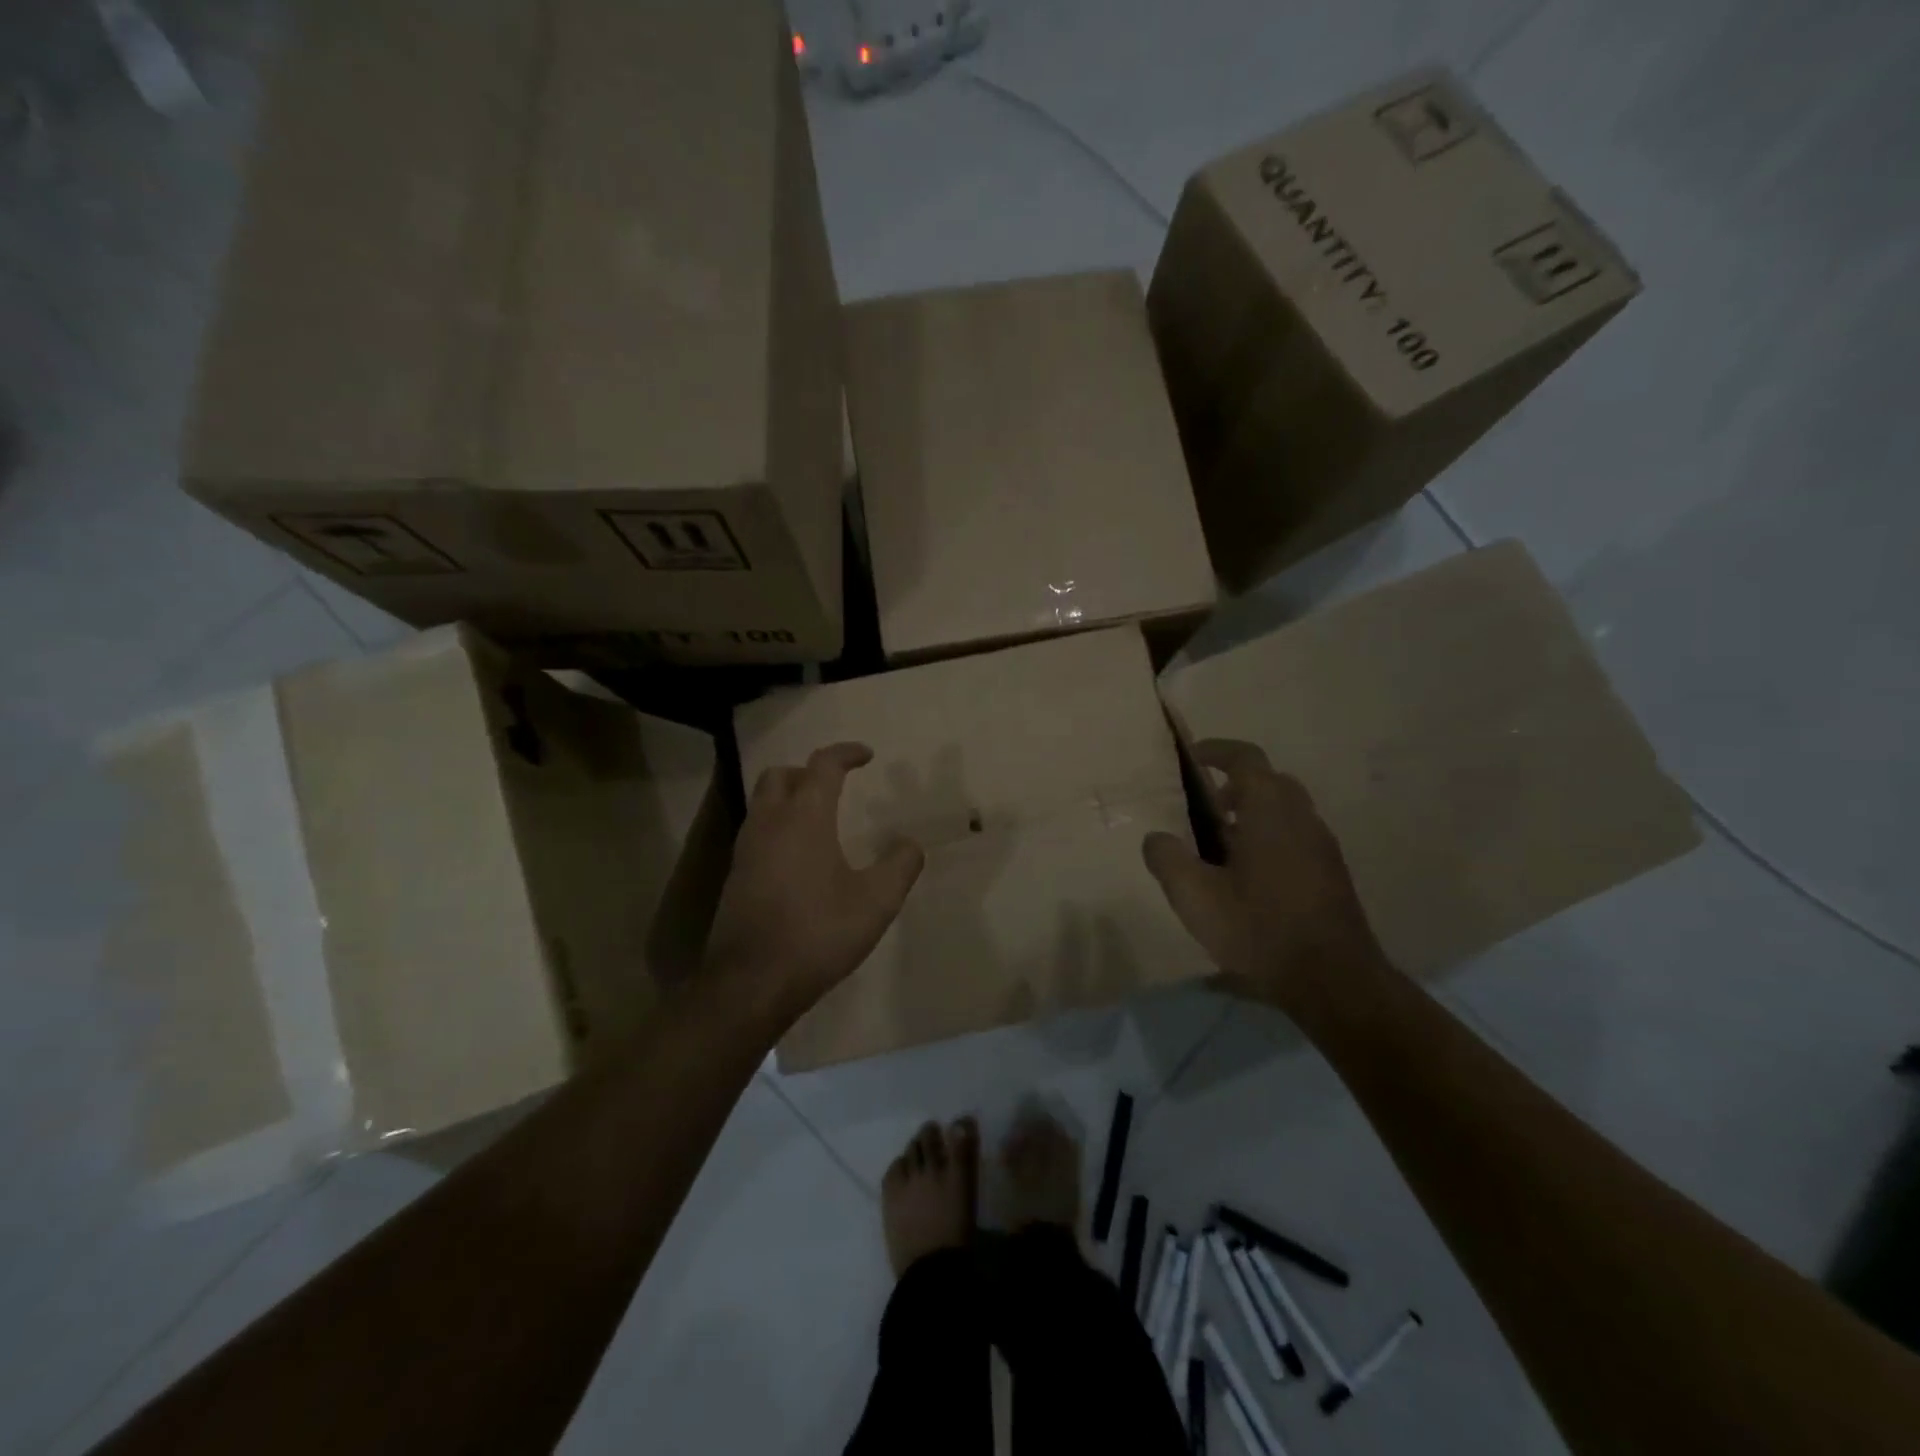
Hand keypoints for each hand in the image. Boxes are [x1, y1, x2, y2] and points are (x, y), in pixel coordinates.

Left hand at [705, 743, 924, 1031]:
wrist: (751, 982)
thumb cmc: (818, 932)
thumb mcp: (876, 902)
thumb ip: (900, 865)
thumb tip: (909, 843)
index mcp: (804, 817)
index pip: (823, 766)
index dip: (846, 753)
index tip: (867, 755)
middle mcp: (769, 823)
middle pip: (780, 775)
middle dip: (809, 772)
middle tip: (835, 786)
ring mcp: (746, 850)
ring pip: (763, 803)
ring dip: (789, 799)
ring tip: (819, 821)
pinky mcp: (735, 877)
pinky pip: (757, 832)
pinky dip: (778, 827)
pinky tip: (799, 860)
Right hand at [1142, 739, 1384, 1010]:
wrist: (1333, 980)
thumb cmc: (1259, 929)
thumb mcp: (1195, 897)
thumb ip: (1168, 859)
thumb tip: (1156, 838)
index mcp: (1268, 810)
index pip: (1245, 758)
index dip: (1217, 750)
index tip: (1192, 757)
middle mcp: (1301, 816)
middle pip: (1269, 780)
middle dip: (1236, 782)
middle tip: (1206, 803)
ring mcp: (1323, 844)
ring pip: (1286, 809)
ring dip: (1255, 811)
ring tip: (1222, 842)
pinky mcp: (1332, 872)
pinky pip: (1297, 835)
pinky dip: (1271, 836)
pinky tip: (1250, 875)